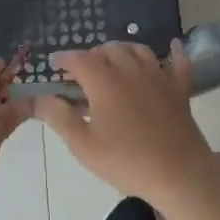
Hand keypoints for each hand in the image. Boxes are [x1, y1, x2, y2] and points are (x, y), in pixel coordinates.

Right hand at [35, 40, 218, 210]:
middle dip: (92, 54)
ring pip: (138, 50)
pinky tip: (172, 46)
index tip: (55, 63)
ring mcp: (158, 76)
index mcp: (104, 82)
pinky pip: (178, 62)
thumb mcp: (83, 146)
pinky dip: (173, 52)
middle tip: (83, 70)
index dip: (64, 58)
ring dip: (122, 50)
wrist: (179, 173)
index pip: (79, 59)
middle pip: (108, 49)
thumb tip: (40, 98)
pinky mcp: (179, 88)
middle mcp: (130, 70)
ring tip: (114, 60)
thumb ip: (60, 118)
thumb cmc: (126, 161)